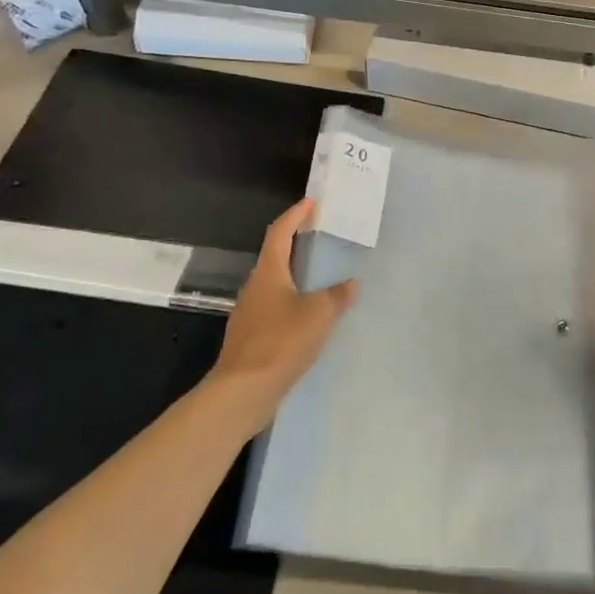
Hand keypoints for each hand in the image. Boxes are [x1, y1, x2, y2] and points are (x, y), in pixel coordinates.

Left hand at [212, 199, 356, 425]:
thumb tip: (351, 283)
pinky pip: (275, 308)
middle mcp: (255, 287)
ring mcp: (250, 313)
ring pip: (275, 284)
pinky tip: (308, 315)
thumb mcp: (319, 314)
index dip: (295, 215)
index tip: (311, 203)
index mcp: (269, 272)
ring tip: (320, 275)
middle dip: (296, 243)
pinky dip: (293, 301)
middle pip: (275, 256)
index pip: (280, 233)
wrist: (243, 391)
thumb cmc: (281, 342)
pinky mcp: (252, 337)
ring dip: (295, 274)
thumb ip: (337, 295)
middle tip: (320, 235)